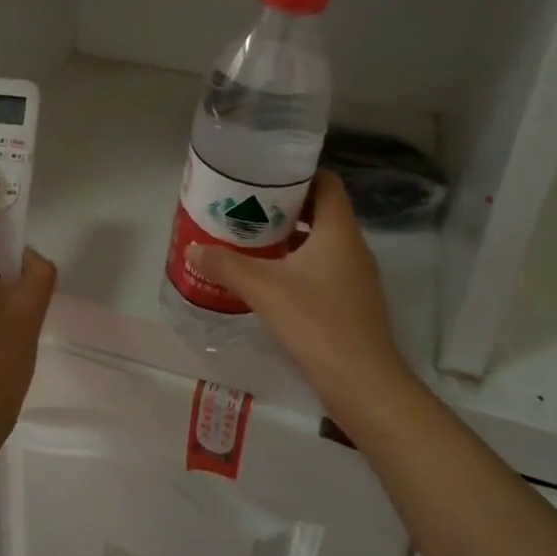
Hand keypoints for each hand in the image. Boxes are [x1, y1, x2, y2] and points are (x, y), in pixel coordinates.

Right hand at [189, 171, 420, 426]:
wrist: (363, 383)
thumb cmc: (316, 322)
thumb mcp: (263, 288)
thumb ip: (226, 265)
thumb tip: (193, 250)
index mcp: (338, 230)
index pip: (326, 182)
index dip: (297, 173)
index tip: (263, 176)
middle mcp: (352, 246)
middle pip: (320, 210)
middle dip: (284, 207)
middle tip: (246, 207)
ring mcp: (356, 276)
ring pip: (321, 242)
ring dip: (289, 238)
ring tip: (250, 239)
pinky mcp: (352, 302)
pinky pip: (323, 268)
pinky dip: (297, 265)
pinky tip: (269, 279)